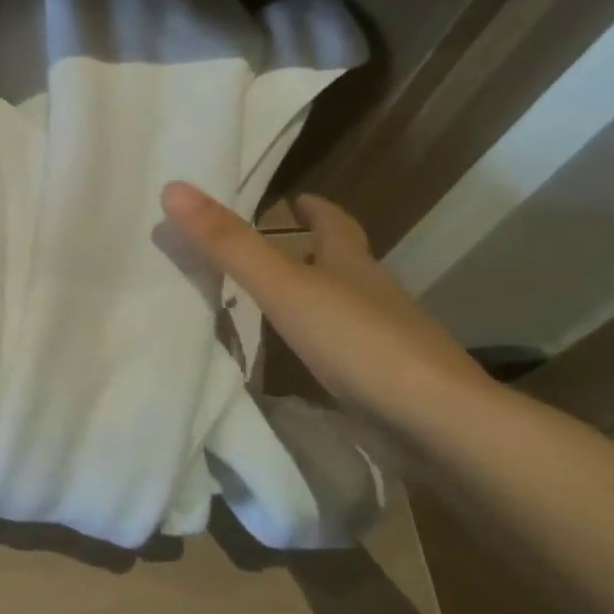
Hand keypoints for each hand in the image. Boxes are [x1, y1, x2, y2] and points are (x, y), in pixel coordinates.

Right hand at [160, 183, 489, 424]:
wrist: (440, 426)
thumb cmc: (358, 342)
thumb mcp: (282, 286)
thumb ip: (228, 244)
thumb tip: (174, 187)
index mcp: (352, 266)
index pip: (336, 225)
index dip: (317, 209)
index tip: (298, 199)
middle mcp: (375, 297)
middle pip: (345, 265)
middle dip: (315, 254)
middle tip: (275, 251)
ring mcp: (389, 344)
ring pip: (349, 310)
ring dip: (319, 301)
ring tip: (280, 306)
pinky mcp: (391, 387)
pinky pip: (350, 355)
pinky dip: (326, 349)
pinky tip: (305, 367)